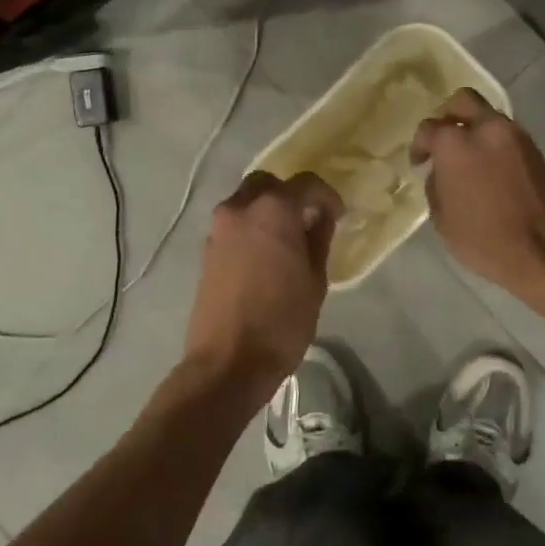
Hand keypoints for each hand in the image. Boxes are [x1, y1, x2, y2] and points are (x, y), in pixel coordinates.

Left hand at [184, 171, 344, 400]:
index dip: (326, 196)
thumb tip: (319, 218)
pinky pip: (234, 224)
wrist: (228, 362)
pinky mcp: (206, 250)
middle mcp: (241, 208)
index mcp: (274, 209)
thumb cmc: (282, 320)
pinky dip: (251, 227)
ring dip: (267, 210)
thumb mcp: (315, 280)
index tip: (337, 215)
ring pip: (246, 201)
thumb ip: (318, 239)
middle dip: (290, 194)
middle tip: (307, 220)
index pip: (306, 183)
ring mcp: (219, 229)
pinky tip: (266, 254)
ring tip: (287, 239)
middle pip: (268, 183)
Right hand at [411, 88, 544, 296]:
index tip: (420, 162)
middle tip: (443, 140)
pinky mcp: (536, 150)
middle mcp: (486, 129)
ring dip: (474, 129)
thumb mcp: (444, 221)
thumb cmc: (487, 240)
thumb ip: (436, 187)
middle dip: (448, 116)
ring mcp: (516, 136)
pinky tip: (489, 169)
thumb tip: (441, 173)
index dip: (419, 145)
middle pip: (463, 101)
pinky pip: (506, 135)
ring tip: (468, 159)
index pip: (429, 128)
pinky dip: (493, 143)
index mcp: (456, 143)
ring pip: (488, 116)